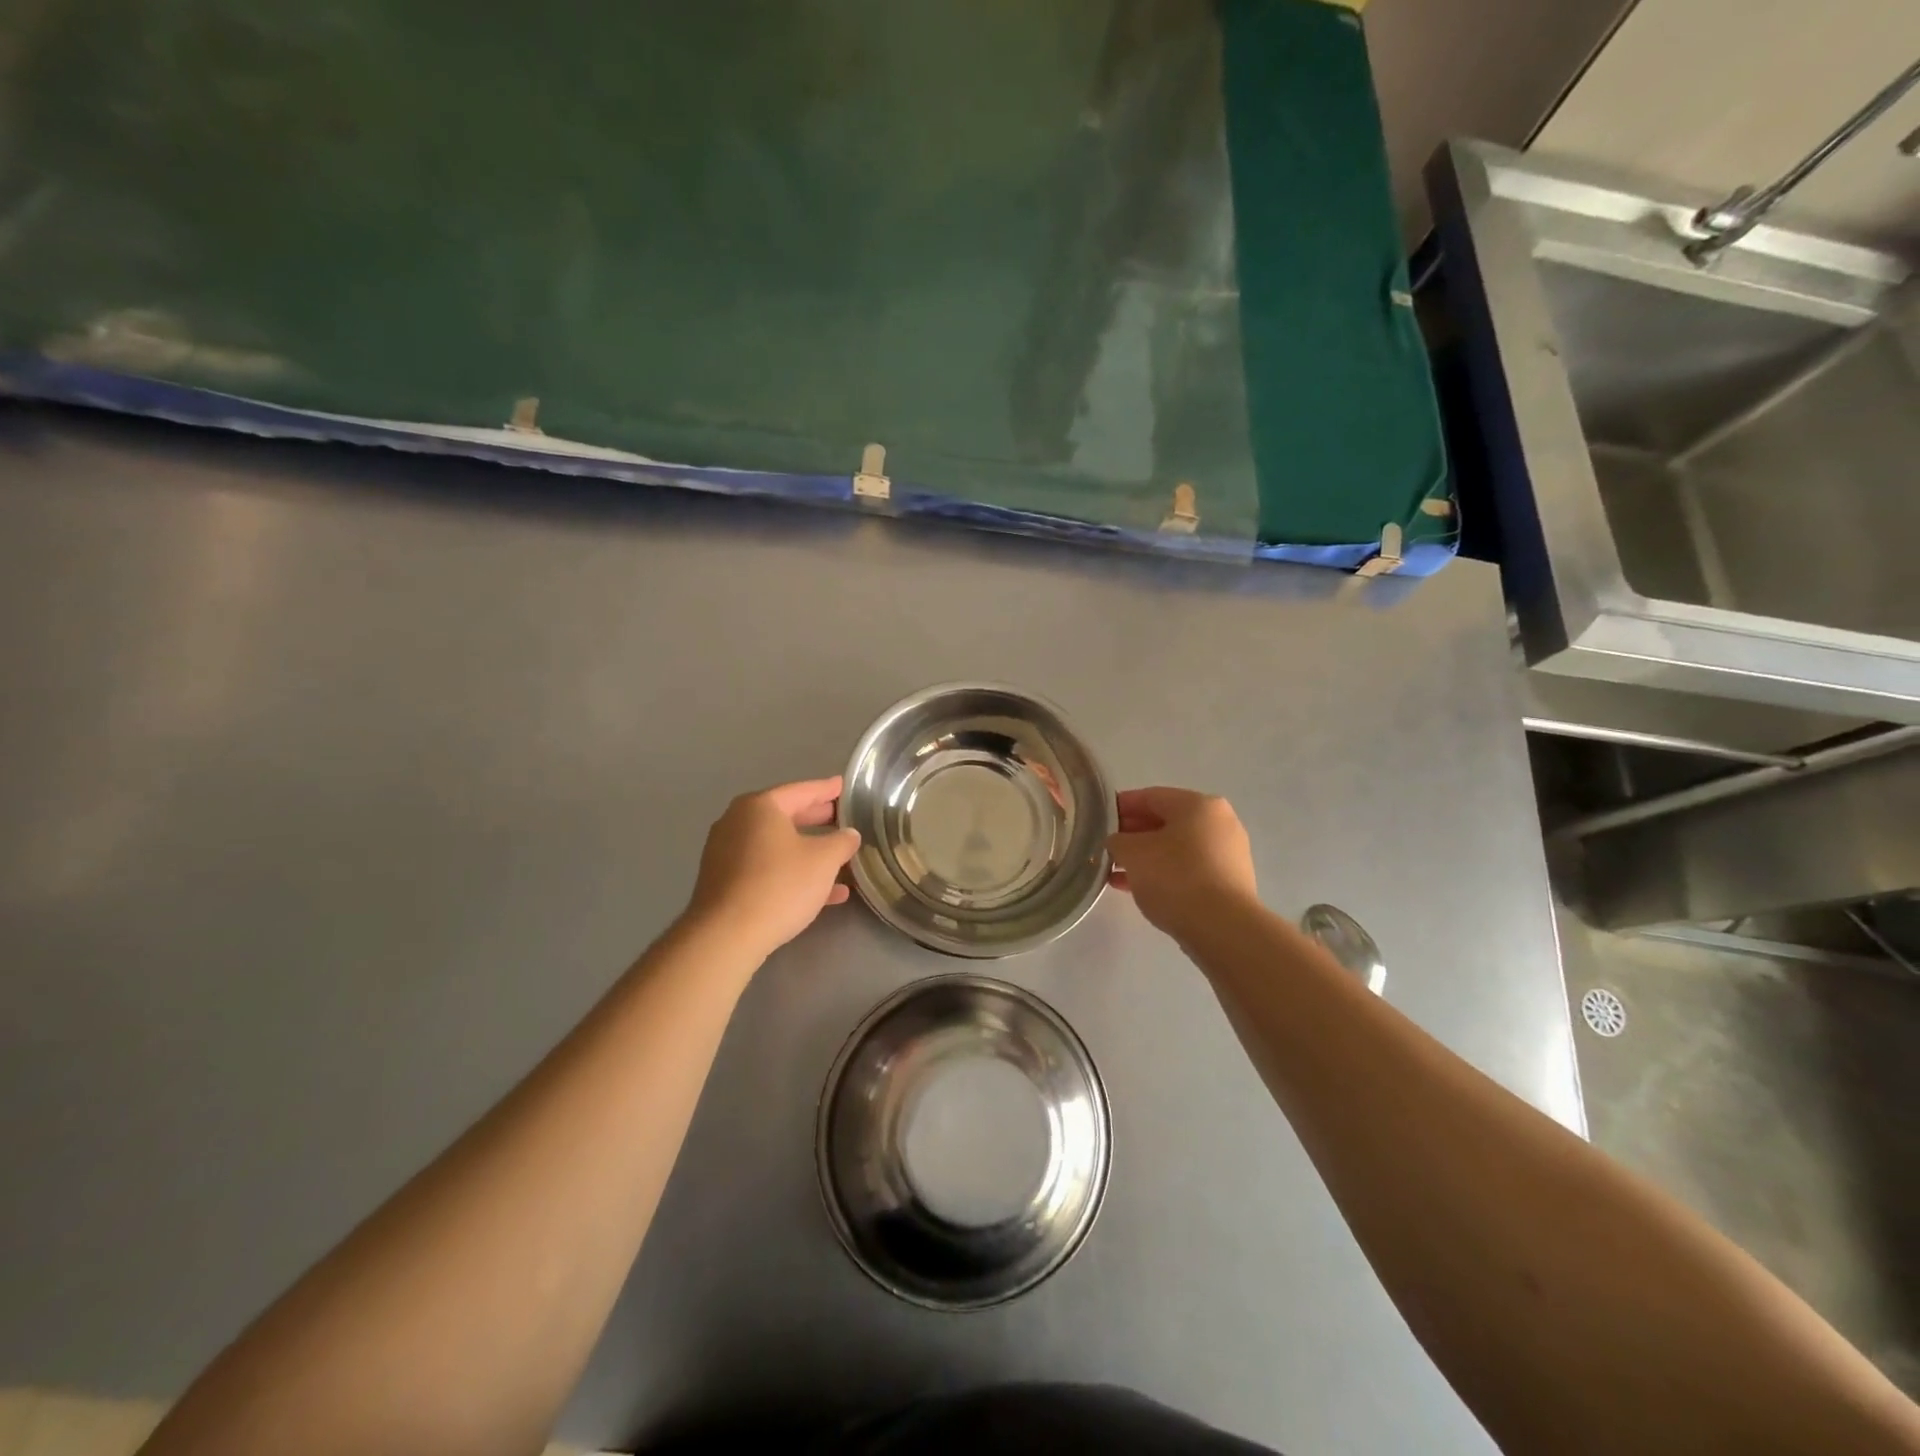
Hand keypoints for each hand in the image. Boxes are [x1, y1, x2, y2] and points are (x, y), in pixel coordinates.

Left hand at [684, 777, 860, 959]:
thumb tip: (849, 834)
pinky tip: (822, 893)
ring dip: (807, 851)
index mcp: (759, 807)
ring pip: (776, 845)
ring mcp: (726, 853)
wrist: (727, 935)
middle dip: (815, 819)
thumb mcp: (824, 860)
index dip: (826, 789)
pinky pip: (765, 868)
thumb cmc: (780, 885)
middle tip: (840, 818)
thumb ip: (841, 842)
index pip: (801, 790)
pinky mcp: (724, 882)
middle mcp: (737, 822)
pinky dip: (791, 872)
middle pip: (785, 815)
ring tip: (838, 858)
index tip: (843, 786)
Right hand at [1107, 787, 1257, 941]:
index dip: (1120, 806)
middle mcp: (1219, 822)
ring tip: (1116, 872)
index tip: (1099, 819)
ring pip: (1176, 848)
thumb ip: (1117, 841)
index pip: (1151, 796)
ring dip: (1146, 857)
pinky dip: (1164, 873)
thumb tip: (1118, 842)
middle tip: (1107, 848)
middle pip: (1166, 821)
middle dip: (1133, 834)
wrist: (1222, 928)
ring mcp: (1228, 853)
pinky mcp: (1230, 882)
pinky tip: (1137, 888)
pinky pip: (1189, 869)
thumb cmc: (1175, 877)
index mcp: (1199, 805)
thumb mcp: (1133, 853)